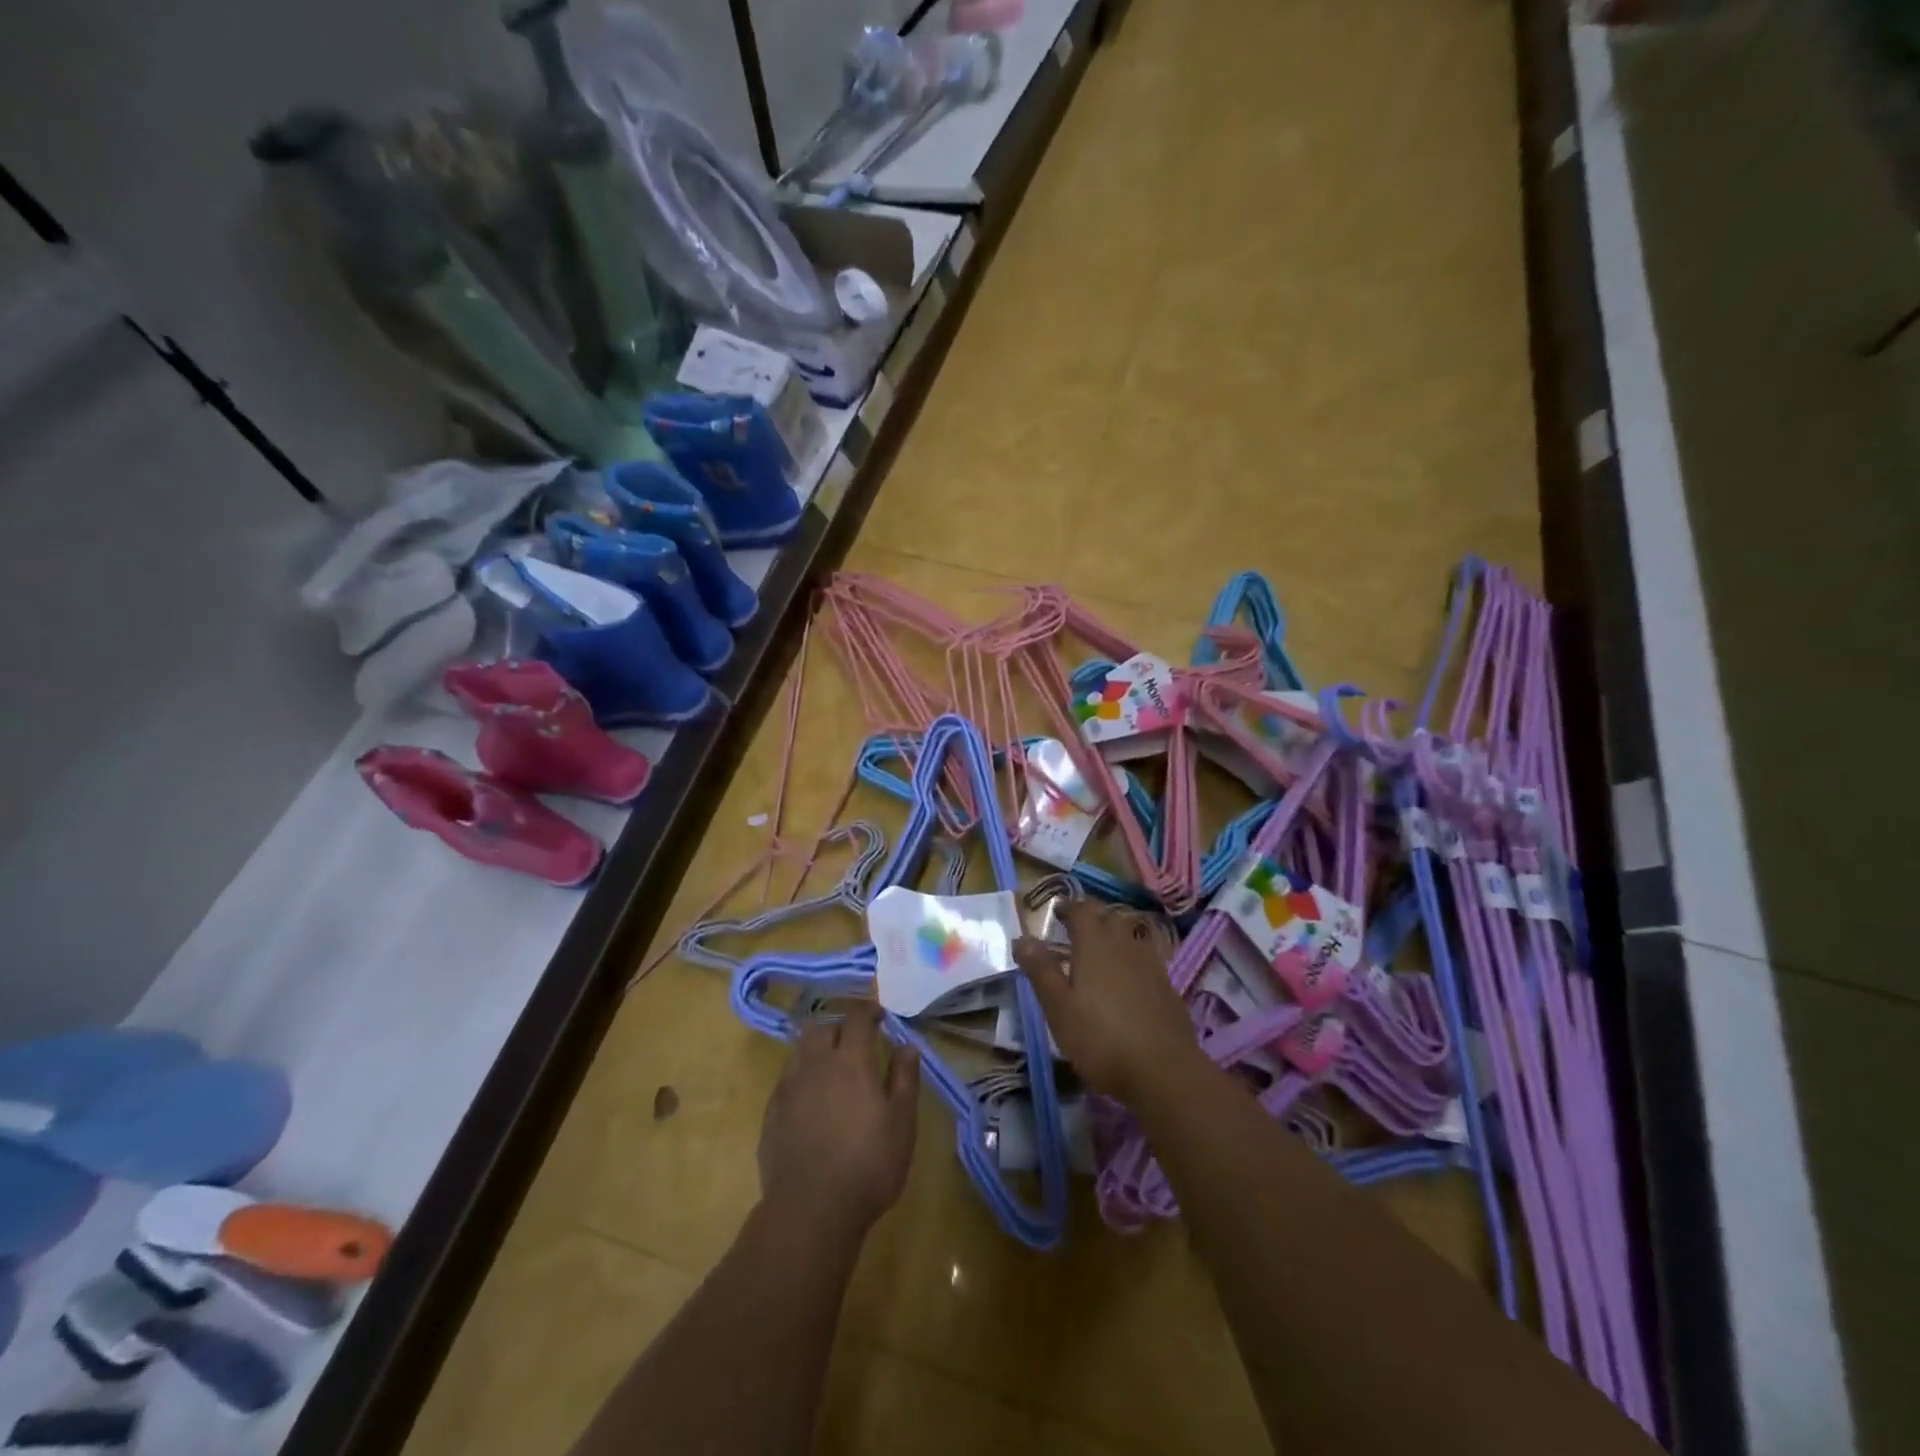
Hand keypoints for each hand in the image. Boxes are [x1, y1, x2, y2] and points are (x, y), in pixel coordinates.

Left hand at [758, 1002, 919, 1242]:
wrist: (810, 1211)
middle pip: (822, 1027)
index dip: (869, 1010)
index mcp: (851, 1061)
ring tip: (832, 1069)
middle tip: (856, 1044)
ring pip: (800, 1050)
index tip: (880, 1016)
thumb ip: (904, 1078)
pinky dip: (801, 1077)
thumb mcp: (902, 1123)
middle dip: (840, 1027)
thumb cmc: (868, 1165)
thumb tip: (907, 1045)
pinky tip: (811, 1101)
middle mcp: (816, 1064)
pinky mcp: (771, 1112)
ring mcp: (789, 1087)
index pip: (857, 1016)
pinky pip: (787, 1079)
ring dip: (817, 1049)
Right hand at [1013, 900, 1203, 1105]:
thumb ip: (1041, 970)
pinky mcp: (1167, 987)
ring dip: (1113, 934)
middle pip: (1109, 917)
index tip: (1056, 910)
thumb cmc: (1101, 1038)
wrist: (1164, 1071)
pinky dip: (1130, 958)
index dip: (1068, 907)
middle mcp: (1125, 945)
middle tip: (1074, 928)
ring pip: (1130, 936)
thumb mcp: (1059, 1008)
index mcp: (1095, 944)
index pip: (1082, 910)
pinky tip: (1126, 979)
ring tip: (1098, 950)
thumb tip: (1021, 938)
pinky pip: (1145, 958)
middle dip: (1091, 916)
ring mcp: (1150, 965)